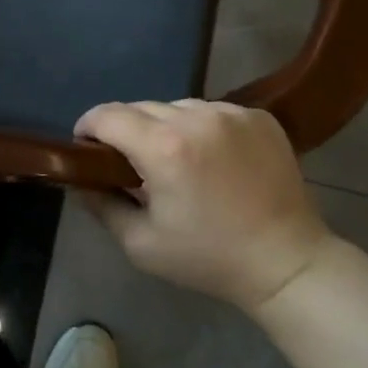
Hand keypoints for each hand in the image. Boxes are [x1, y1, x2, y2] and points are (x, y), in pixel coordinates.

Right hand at [74, 100, 332, 310]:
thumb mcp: (141, 244)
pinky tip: (213, 158)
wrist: (287, 262)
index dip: (88, 127)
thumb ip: (102, 204)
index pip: (107, 115)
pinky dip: (203, 128)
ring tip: (177, 160)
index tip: (87, 147)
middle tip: (132, 163)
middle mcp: (196, 117)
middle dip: (127, 130)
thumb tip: (81, 179)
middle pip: (141, 107)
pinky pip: (213, 111)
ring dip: (166, 126)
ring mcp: (231, 113)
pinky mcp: (258, 116)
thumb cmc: (208, 258)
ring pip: (177, 106)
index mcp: (163, 147)